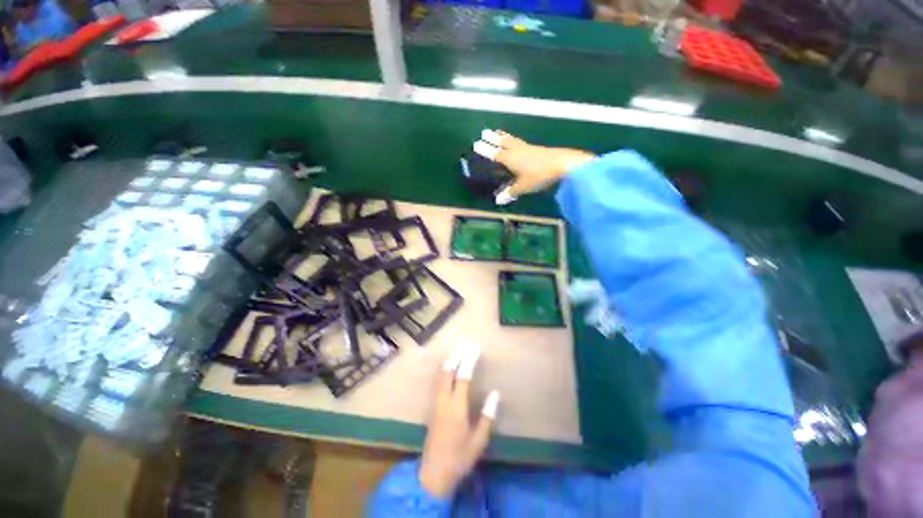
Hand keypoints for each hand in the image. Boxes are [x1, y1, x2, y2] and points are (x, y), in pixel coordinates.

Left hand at [418, 342, 500, 497]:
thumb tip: (495, 393)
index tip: (475, 349)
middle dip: (456, 355)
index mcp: (457, 407)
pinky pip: (437, 381)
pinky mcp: (432, 406)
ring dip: (449, 360)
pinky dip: (444, 369)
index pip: (463, 377)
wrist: (434, 473)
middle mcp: (444, 401)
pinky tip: (448, 367)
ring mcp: (436, 403)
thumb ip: (487, 416)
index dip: (469, 361)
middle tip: (466, 345)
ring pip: (440, 375)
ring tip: (458, 351)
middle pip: (448, 371)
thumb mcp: (479, 441)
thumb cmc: (460, 458)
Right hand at [474, 130, 594, 202]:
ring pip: (512, 140)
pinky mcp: (536, 149)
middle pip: (503, 142)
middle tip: (484, 132)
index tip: (476, 144)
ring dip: (503, 136)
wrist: (562, 164)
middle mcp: (517, 150)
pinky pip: (520, 142)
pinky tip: (516, 143)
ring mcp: (527, 148)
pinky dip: (514, 140)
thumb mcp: (523, 187)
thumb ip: (510, 192)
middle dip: (493, 138)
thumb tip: (498, 200)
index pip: (495, 153)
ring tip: (498, 132)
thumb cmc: (539, 175)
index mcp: (511, 158)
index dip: (485, 150)